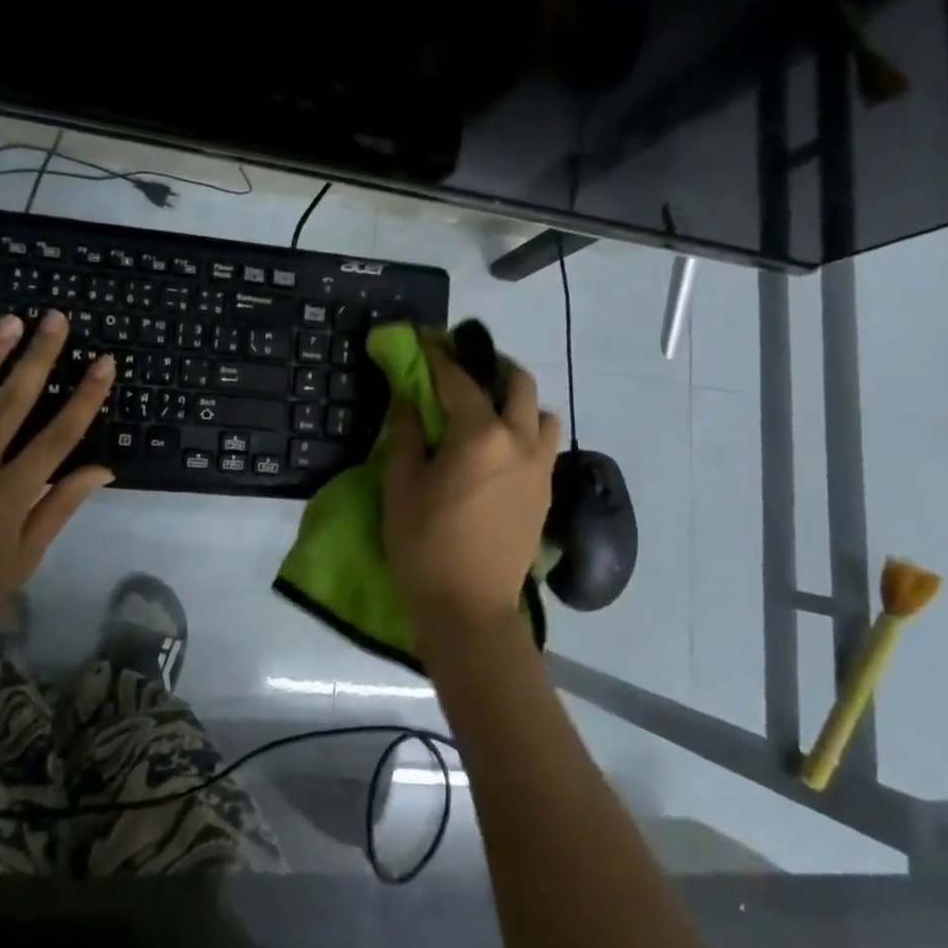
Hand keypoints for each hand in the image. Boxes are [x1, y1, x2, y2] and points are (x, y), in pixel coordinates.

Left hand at [0, 310, 115, 668]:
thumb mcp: (25, 557)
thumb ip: (61, 505)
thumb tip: (103, 468)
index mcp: (11, 493)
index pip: (59, 434)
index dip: (85, 396)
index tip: (104, 361)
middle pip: (14, 401)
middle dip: (39, 356)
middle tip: (55, 318)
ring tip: (10, 321)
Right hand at [382, 337, 560, 640]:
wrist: (470, 610)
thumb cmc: (424, 546)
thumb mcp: (401, 486)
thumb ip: (407, 434)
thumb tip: (410, 400)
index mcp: (479, 435)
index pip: (458, 379)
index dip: (438, 354)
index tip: (425, 338)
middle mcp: (518, 441)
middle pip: (517, 382)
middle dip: (490, 365)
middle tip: (463, 368)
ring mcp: (539, 467)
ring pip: (541, 413)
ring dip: (517, 400)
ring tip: (488, 411)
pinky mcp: (546, 492)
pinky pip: (543, 444)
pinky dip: (525, 431)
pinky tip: (500, 449)